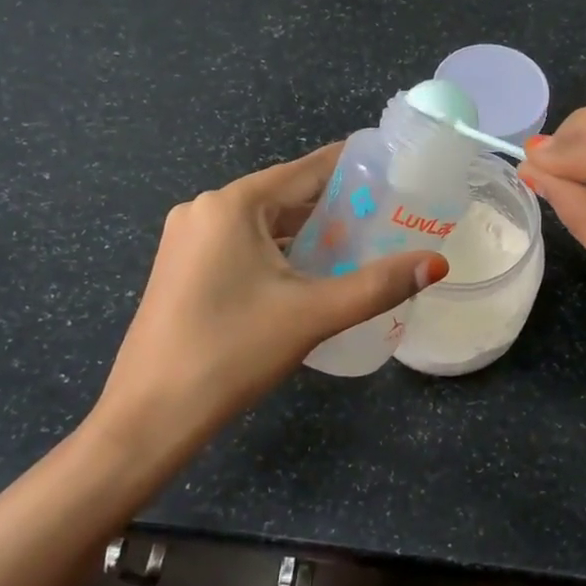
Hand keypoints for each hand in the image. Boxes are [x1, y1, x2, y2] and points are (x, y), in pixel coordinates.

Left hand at [89, 144, 446, 448]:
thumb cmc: (230, 353)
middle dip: (337, 206)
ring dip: (310, 232)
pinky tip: (312, 272)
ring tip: (362, 244)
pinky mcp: (184, 268)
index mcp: (232, 204)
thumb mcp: (312, 315)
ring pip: (265, 223)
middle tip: (391, 217)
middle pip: (286, 195)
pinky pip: (244, 245)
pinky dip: (281, 252)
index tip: (397, 170)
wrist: (148, 417)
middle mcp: (206, 209)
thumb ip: (378, 285)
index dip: (355, 168)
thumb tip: (436, 263)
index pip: (308, 170)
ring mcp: (189, 239)